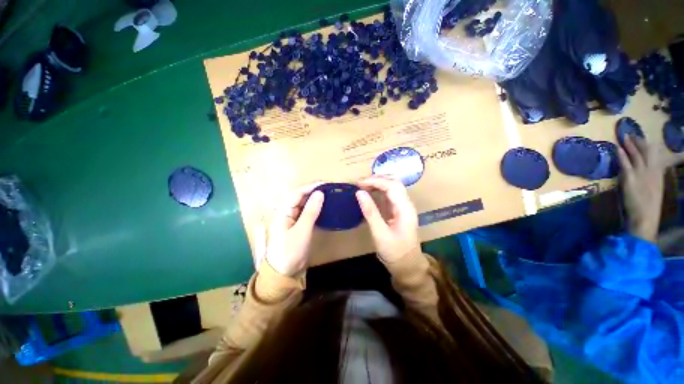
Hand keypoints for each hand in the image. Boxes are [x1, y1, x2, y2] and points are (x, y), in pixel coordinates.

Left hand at [261, 183, 323, 275]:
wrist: (284, 273)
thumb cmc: (290, 252)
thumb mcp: (302, 231)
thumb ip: (310, 211)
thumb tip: (320, 193)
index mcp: (282, 211)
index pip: (297, 193)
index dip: (311, 186)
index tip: (326, 183)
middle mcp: (286, 211)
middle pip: (300, 196)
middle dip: (314, 190)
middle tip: (330, 188)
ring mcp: (291, 218)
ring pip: (304, 203)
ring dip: (315, 198)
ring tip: (329, 194)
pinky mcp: (297, 224)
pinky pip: (306, 211)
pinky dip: (315, 207)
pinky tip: (324, 206)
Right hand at [355, 176, 419, 261]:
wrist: (408, 266)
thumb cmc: (395, 252)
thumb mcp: (380, 233)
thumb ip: (370, 212)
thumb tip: (359, 193)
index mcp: (405, 208)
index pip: (391, 185)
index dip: (374, 181)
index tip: (358, 183)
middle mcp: (406, 204)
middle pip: (394, 182)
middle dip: (376, 179)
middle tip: (359, 183)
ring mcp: (403, 207)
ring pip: (392, 187)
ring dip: (378, 183)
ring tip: (362, 186)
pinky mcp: (398, 211)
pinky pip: (390, 195)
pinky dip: (379, 191)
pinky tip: (369, 193)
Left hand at [617, 135, 664, 242]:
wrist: (645, 218)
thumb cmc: (648, 207)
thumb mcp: (653, 190)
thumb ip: (650, 179)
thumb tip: (644, 171)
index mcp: (659, 175)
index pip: (655, 156)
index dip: (648, 146)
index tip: (643, 139)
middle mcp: (652, 171)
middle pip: (646, 152)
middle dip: (639, 141)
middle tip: (631, 133)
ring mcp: (642, 174)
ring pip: (636, 155)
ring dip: (630, 144)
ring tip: (624, 136)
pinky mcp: (631, 178)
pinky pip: (625, 163)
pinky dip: (622, 154)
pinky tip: (618, 148)